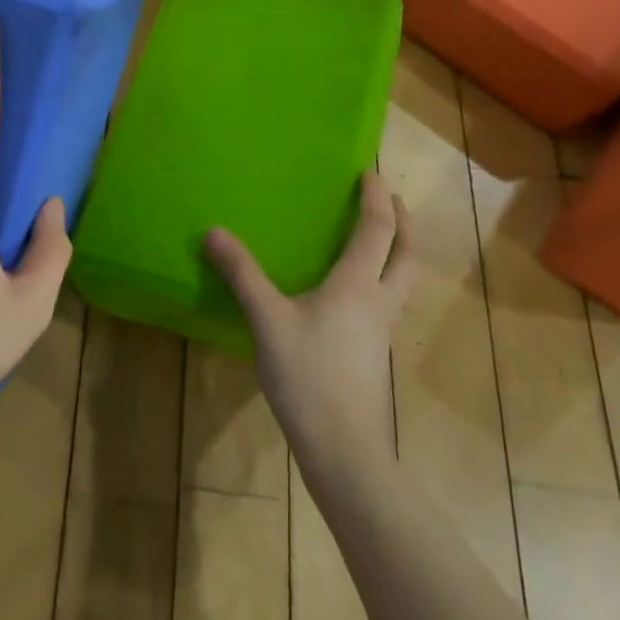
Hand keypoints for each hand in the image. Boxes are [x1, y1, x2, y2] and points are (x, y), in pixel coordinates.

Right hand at [204, 171, 414, 465]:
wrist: (343, 447)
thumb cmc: (307, 376)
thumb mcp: (266, 320)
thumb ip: (241, 274)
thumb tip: (213, 233)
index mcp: (357, 285)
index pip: (377, 229)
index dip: (376, 197)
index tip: (369, 172)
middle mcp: (379, 301)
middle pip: (406, 252)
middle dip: (402, 220)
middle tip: (388, 200)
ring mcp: (383, 330)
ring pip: (405, 278)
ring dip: (400, 249)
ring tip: (382, 238)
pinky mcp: (377, 353)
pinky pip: (392, 300)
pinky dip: (386, 278)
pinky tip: (359, 292)